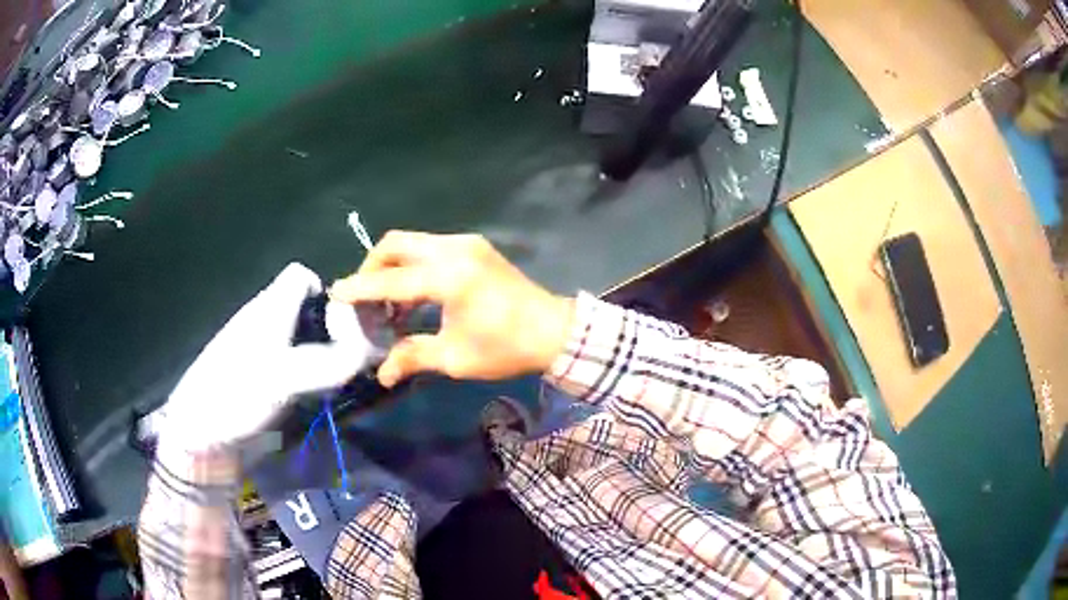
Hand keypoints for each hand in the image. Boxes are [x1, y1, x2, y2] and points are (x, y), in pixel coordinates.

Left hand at [160, 263, 365, 450]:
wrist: (200, 434)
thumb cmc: (236, 394)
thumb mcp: (284, 377)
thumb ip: (329, 363)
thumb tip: (368, 352)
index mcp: (268, 309)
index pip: (300, 276)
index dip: (325, 291)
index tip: (343, 324)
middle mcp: (265, 323)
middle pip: (305, 308)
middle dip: (331, 328)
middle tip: (350, 358)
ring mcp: (261, 351)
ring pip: (300, 337)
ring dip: (322, 354)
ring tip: (335, 381)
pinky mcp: (261, 378)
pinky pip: (292, 364)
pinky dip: (308, 374)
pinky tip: (313, 397)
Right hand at [330, 231, 573, 386]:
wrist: (554, 331)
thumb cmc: (506, 347)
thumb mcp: (456, 358)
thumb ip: (413, 357)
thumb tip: (382, 374)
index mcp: (448, 277)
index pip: (389, 279)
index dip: (359, 289)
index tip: (335, 295)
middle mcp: (453, 249)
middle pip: (395, 244)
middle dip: (372, 268)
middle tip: (364, 299)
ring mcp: (466, 243)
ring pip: (412, 242)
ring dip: (392, 266)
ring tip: (388, 304)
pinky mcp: (474, 247)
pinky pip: (429, 247)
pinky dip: (412, 265)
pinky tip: (413, 295)